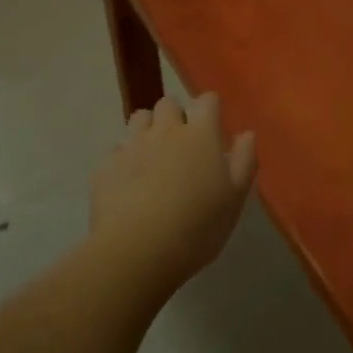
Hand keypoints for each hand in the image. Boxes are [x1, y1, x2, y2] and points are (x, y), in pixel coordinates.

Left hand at [90, 93, 256, 283]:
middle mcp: (164, 130)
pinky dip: (125, 159)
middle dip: (176, 116)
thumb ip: (244, 160)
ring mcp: (132, 146)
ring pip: (139, 119)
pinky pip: (117, 150)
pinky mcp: (106, 166)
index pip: (207, 100)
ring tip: (154, 156)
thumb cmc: (197, 226)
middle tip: (183, 144)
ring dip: (148, 129)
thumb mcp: (235, 199)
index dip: (210, 109)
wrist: (137, 252)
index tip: (214, 128)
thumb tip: (246, 134)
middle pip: (168, 103)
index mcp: (199, 135)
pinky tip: (130, 183)